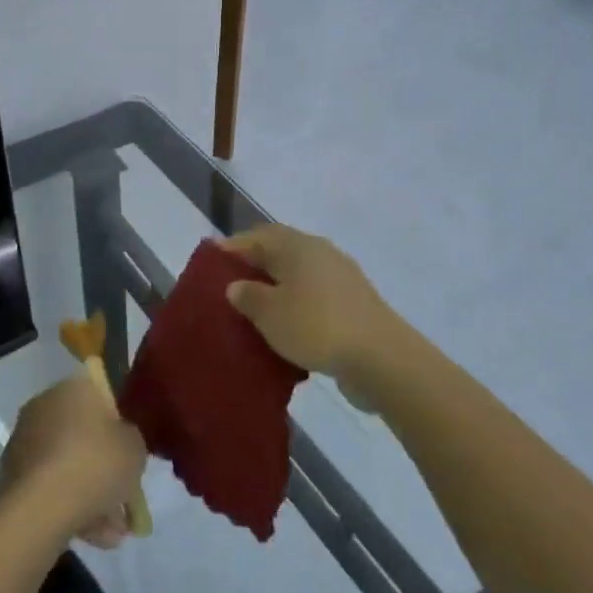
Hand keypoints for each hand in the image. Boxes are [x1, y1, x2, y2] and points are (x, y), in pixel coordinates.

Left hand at [0, 374, 146, 549]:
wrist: (39, 509)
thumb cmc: (94, 464)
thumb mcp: (135, 448)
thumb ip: (131, 441)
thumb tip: (120, 443)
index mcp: (73, 388)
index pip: (102, 400)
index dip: (119, 430)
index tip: (130, 457)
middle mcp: (44, 407)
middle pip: (84, 437)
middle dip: (105, 470)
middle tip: (124, 500)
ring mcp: (24, 442)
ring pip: (68, 466)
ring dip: (91, 496)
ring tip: (113, 533)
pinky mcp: (11, 477)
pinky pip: (50, 487)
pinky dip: (70, 507)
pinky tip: (93, 538)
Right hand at [218, 226, 408, 383]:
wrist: (380, 356)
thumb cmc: (316, 326)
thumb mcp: (269, 313)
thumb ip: (247, 296)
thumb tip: (237, 285)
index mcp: (297, 245)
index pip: (258, 235)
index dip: (233, 247)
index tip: (211, 262)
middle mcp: (320, 252)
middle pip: (280, 252)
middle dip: (254, 267)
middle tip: (229, 287)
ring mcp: (341, 277)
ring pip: (299, 275)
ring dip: (277, 288)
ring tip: (255, 310)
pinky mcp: (353, 303)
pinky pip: (315, 296)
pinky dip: (297, 306)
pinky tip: (287, 327)